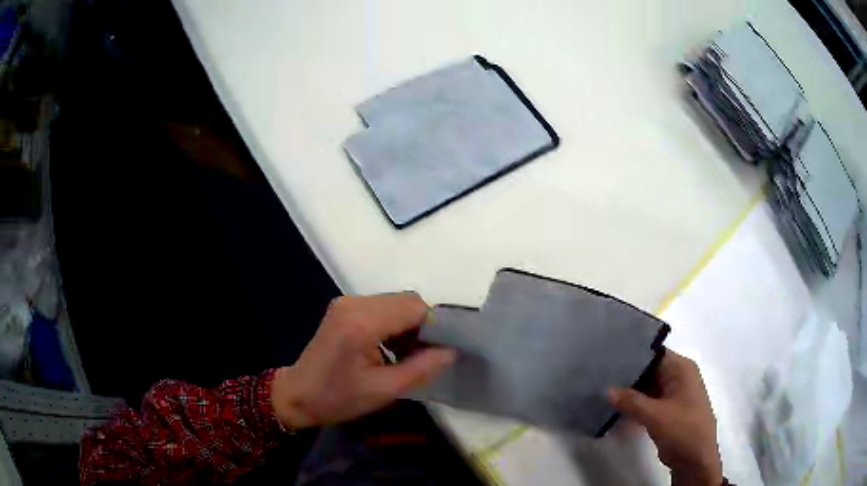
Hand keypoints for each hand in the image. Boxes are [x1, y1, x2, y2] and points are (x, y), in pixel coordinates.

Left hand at [270, 293, 455, 429]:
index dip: (434, 326)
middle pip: (406, 301)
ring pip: (396, 303)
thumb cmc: (338, 398)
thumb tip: (452, 350)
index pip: (414, 307)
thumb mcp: (384, 390)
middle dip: (423, 326)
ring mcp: (347, 303)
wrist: (298, 395)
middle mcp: (354, 303)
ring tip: (409, 355)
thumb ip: (421, 368)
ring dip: (409, 325)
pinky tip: (393, 348)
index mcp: (361, 322)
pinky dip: (395, 325)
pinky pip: (382, 308)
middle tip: (424, 356)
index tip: (440, 351)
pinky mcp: (345, 308)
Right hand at [608, 350, 722, 485]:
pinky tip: (615, 408)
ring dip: (629, 391)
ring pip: (647, 387)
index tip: (607, 356)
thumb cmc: (683, 430)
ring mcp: (674, 394)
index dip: (632, 354)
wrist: (696, 459)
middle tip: (600, 376)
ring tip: (602, 390)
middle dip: (627, 375)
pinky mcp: (668, 410)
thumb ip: (631, 401)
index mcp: (681, 369)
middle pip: (650, 369)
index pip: (654, 353)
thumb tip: (606, 390)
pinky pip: (648, 401)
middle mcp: (678, 377)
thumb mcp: (655, 415)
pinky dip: (634, 404)